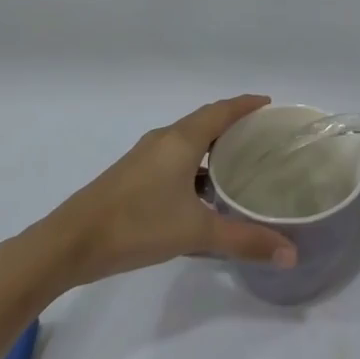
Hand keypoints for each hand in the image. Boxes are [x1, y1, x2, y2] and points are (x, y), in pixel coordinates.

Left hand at [27, 96, 297, 289]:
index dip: (246, 104)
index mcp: (181, 140)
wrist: (68, 244)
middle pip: (205, 121)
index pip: (221, 110)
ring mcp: (144, 157)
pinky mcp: (132, 175)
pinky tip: (204, 192)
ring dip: (213, 145)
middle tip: (263, 135)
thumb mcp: (196, 233)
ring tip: (240, 162)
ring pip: (188, 141)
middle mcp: (164, 140)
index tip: (270, 104)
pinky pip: (174, 157)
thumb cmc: (136, 225)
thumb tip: (291, 254)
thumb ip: (244, 241)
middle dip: (234, 123)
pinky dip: (195, 164)